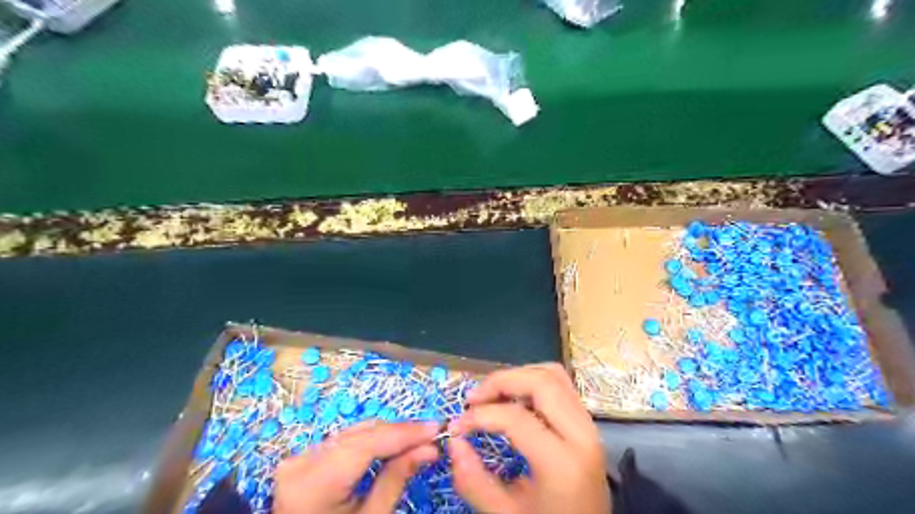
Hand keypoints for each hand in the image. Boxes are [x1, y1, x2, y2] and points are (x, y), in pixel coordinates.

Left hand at [274, 421, 441, 513]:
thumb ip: (397, 479)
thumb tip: (429, 448)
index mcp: (314, 484)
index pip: (366, 444)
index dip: (404, 433)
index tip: (436, 428)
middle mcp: (302, 462)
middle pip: (361, 434)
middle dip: (399, 432)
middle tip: (431, 435)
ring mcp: (299, 456)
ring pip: (355, 432)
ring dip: (387, 434)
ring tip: (417, 438)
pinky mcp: (304, 456)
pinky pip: (345, 439)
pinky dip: (371, 440)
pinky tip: (392, 443)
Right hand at [450, 364, 609, 511]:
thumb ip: (475, 482)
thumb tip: (454, 442)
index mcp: (563, 463)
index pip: (516, 418)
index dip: (481, 416)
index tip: (457, 426)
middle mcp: (582, 434)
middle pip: (540, 382)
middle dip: (501, 382)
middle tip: (473, 399)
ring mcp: (588, 425)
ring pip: (553, 375)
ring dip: (518, 376)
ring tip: (491, 395)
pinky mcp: (587, 422)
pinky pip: (561, 384)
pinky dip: (533, 381)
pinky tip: (513, 397)